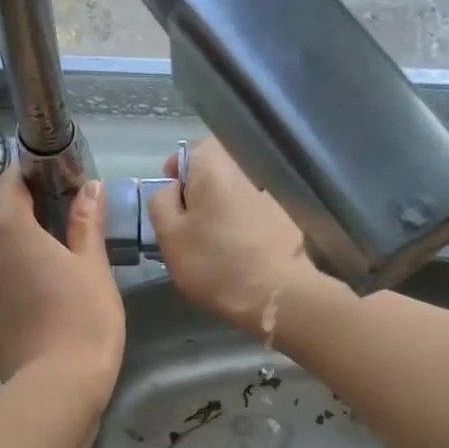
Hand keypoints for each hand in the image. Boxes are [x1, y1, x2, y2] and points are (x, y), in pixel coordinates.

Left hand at [0, 162, 124, 397]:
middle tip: (66, 230)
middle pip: (1, 216)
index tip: (62, 184)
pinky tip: (35, 293)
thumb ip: (86, 221)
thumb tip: (90, 187)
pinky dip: (6, 275)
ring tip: (51, 266)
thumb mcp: (93, 266)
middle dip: (29, 215)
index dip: (36, 176)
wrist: (55, 385)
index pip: (13, 181)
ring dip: (16, 248)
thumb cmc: (83, 318)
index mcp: (6, 225)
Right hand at [146, 137, 326, 334]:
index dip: (176, 176)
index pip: (189, 153)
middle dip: (199, 196)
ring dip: (222, 213)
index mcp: (214, 164)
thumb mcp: (168, 235)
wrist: (276, 294)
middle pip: (214, 173)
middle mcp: (246, 168)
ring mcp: (270, 193)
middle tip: (189, 229)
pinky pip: (255, 214)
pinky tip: (240, 254)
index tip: (171, 205)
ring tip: (214, 246)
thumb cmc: (214, 263)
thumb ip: (161, 202)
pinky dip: (244, 227)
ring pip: (235, 195)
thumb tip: (172, 189)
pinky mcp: (286, 218)